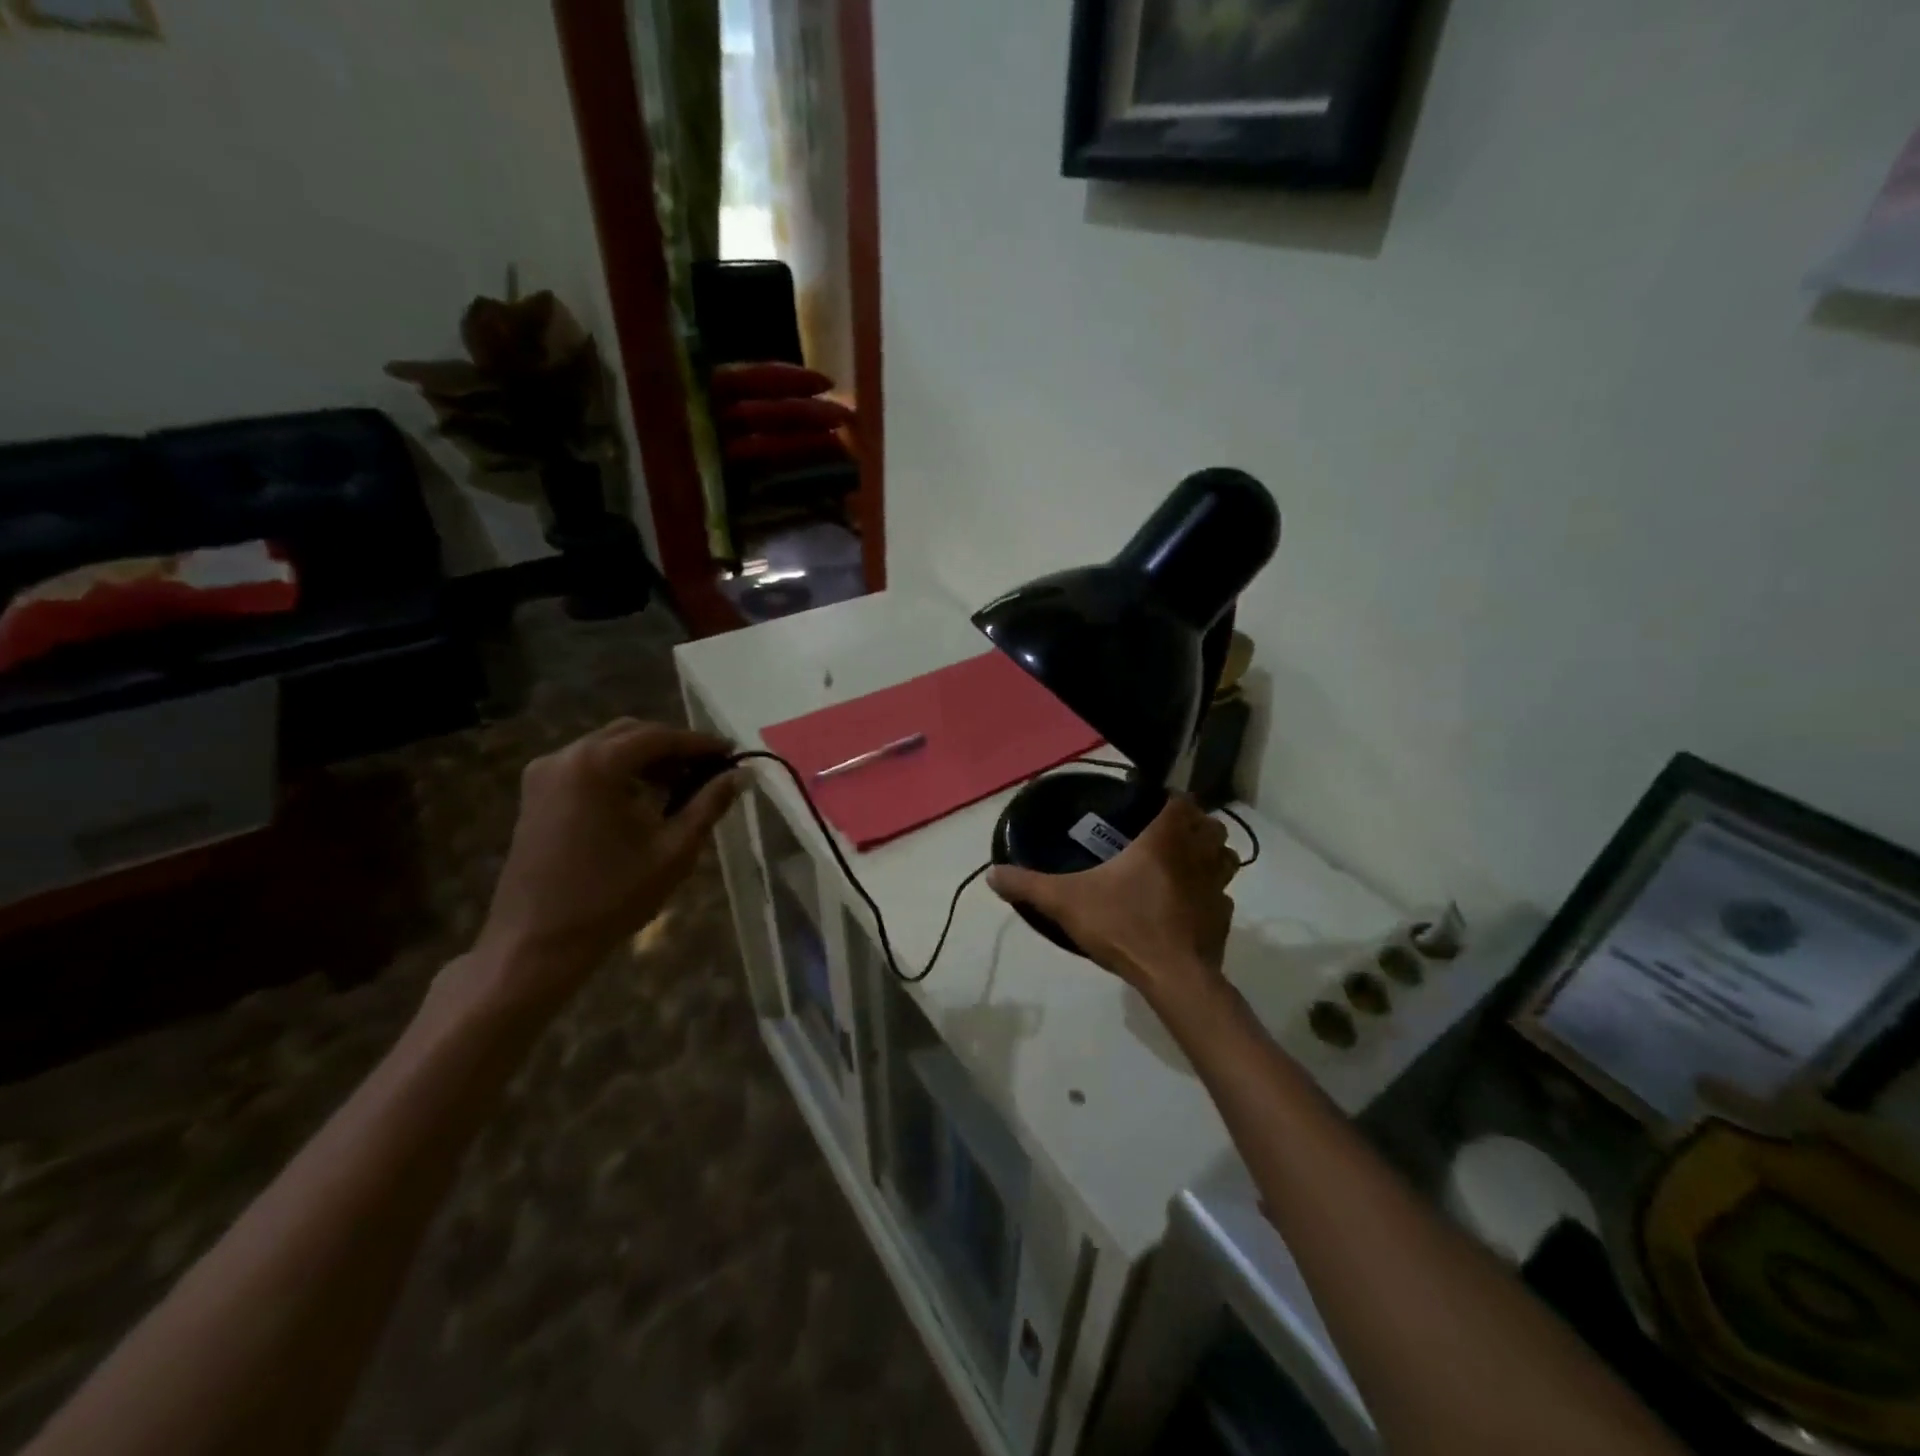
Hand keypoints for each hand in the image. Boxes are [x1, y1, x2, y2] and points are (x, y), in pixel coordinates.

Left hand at [455, 720, 745, 1015]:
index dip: (700, 743)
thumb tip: (743, 775)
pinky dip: (619, 772)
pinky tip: (642, 800)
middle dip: (673, 748)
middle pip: (631, 734)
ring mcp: (544, 774)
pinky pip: (586, 766)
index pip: (660, 737)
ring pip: (607, 748)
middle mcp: (566, 757)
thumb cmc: (611, 898)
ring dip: (646, 760)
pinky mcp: (535, 795)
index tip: (732, 753)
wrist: (536, 943)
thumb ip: (709, 804)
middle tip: (709, 770)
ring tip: (680, 787)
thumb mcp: (673, 851)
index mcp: (597, 765)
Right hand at [988, 794, 1237, 1003]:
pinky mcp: (1224, 919)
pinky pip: (1223, 897)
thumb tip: (992, 874)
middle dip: (1195, 825)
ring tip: (1183, 865)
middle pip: (1212, 826)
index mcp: (1165, 840)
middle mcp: (1198, 856)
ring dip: (1210, 856)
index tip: (1153, 805)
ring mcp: (1218, 888)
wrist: (1173, 977)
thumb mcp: (1066, 901)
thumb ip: (1028, 885)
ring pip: (1225, 858)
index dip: (1172, 799)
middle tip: (1167, 836)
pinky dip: (1210, 896)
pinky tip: (1188, 907)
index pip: (1183, 801)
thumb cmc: (1124, 925)